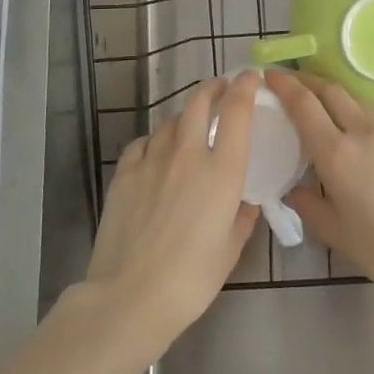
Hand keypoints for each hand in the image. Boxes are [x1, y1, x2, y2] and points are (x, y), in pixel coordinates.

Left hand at [82, 72, 259, 356]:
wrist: (130, 296)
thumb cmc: (191, 279)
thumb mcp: (230, 251)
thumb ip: (242, 218)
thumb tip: (245, 202)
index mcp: (222, 171)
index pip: (236, 111)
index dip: (244, 87)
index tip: (250, 77)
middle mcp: (188, 154)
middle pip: (198, 102)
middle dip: (212, 88)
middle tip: (220, 89)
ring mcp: (151, 160)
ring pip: (169, 121)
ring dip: (183, 117)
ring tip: (188, 126)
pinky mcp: (124, 173)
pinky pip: (142, 143)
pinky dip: (154, 140)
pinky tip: (155, 152)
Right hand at [267, 68, 373, 302]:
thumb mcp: (335, 233)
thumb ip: (309, 206)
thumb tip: (294, 190)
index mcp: (336, 153)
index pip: (304, 104)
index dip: (285, 85)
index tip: (271, 75)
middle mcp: (364, 133)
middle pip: (333, 91)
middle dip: (309, 80)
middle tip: (293, 80)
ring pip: (360, 103)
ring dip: (338, 97)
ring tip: (326, 105)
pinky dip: (364, 122)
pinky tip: (365, 142)